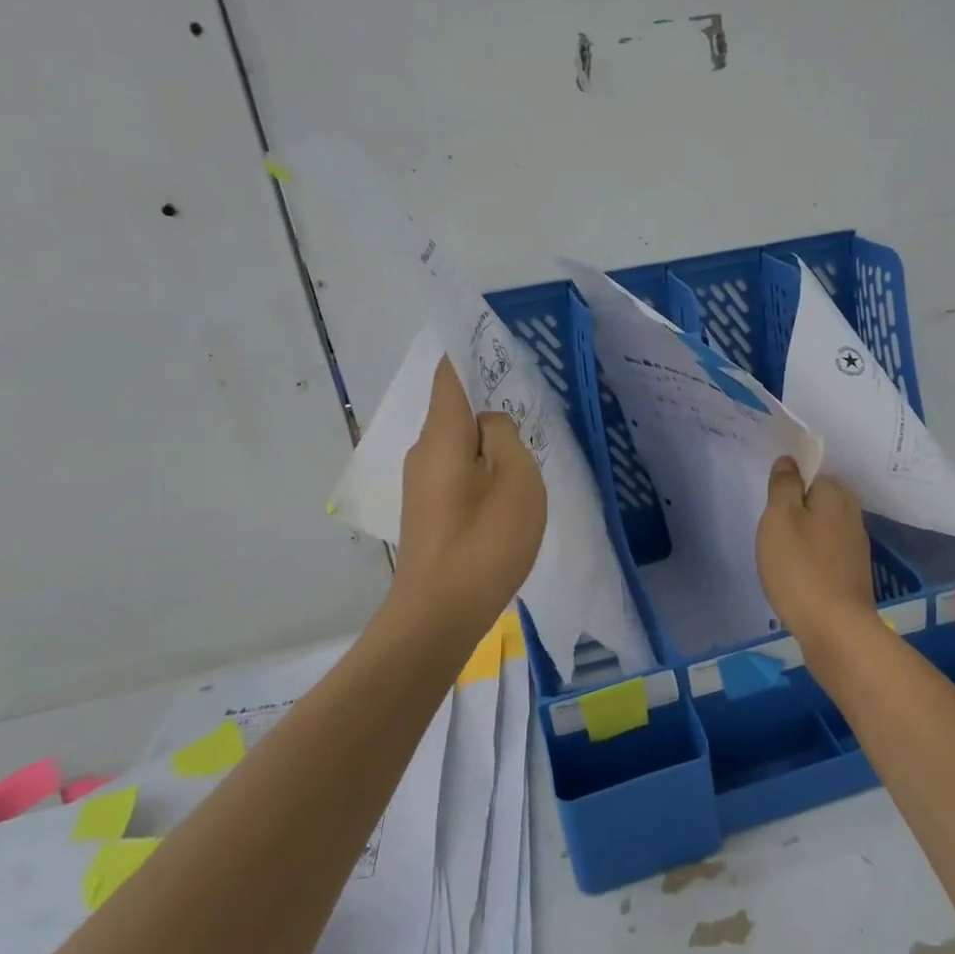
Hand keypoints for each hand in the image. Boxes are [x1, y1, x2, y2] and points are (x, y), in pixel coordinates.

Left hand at [388, 359, 546, 640]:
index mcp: (443, 434)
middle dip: (489, 395)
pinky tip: (508, 480)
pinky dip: (482, 462)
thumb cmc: (484, 541)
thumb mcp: (516, 479)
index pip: (451, 374)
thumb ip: (505, 436)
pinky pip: (458, 467)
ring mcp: (423, 482)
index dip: (472, 351)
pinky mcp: (429, 509)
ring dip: (489, 434)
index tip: (501, 340)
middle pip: (455, 406)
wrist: (439, 614)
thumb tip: (490, 424)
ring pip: (459, 440)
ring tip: (527, 437)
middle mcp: (425, 450)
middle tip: (531, 392)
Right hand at [755, 457, 878, 666]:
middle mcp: (852, 515)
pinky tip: (797, 575)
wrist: (835, 630)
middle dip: (796, 510)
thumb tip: (790, 461)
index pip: (811, 473)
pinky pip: (827, 553)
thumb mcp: (780, 519)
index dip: (788, 486)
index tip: (770, 507)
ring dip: (803, 536)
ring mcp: (856, 547)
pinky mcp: (853, 574)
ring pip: (822, 528)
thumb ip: (783, 486)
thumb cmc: (800, 568)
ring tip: (780, 556)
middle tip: (771, 531)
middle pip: (818, 500)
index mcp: (836, 495)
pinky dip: (811, 559)